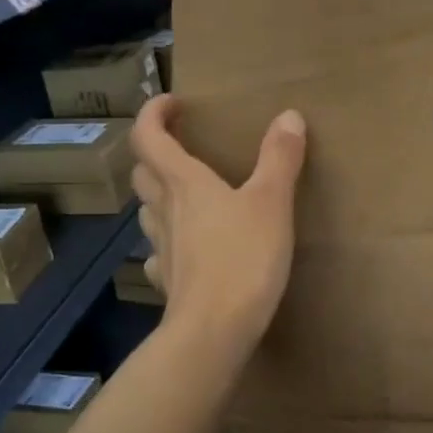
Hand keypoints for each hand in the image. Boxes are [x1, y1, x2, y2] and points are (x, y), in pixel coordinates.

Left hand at [130, 96, 307, 358]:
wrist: (214, 331)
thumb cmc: (243, 258)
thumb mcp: (272, 202)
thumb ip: (280, 158)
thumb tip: (288, 116)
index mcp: (184, 183)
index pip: (148, 137)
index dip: (153, 113)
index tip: (172, 102)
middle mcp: (165, 210)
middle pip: (143, 173)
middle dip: (155, 153)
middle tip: (181, 147)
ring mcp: (162, 249)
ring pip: (147, 212)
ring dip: (159, 195)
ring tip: (186, 195)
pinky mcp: (169, 281)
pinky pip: (159, 254)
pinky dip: (168, 243)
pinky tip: (185, 251)